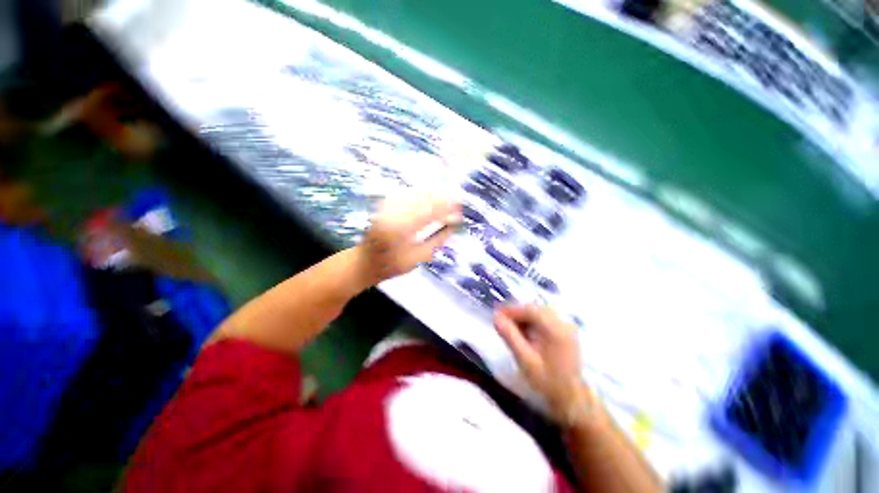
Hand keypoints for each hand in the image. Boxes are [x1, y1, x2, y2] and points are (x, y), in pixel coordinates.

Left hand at [359, 191, 460, 284]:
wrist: (363, 262)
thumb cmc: (391, 265)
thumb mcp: (417, 258)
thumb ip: (437, 241)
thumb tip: (454, 226)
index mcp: (403, 229)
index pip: (430, 212)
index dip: (447, 208)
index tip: (460, 207)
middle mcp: (394, 214)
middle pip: (423, 199)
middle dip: (442, 197)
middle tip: (457, 198)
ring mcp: (387, 207)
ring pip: (414, 194)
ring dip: (432, 193)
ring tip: (446, 195)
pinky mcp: (383, 205)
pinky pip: (405, 194)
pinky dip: (418, 193)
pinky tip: (428, 194)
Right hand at [495, 305, 595, 425]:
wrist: (569, 395)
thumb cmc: (546, 381)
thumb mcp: (525, 360)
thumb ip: (511, 337)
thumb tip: (497, 318)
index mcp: (556, 329)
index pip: (532, 310)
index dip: (513, 310)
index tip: (496, 315)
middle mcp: (565, 324)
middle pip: (539, 310)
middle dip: (520, 313)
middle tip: (502, 323)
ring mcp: (569, 329)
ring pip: (545, 315)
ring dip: (528, 318)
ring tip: (512, 329)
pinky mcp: (569, 335)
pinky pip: (551, 322)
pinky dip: (537, 324)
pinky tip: (527, 335)